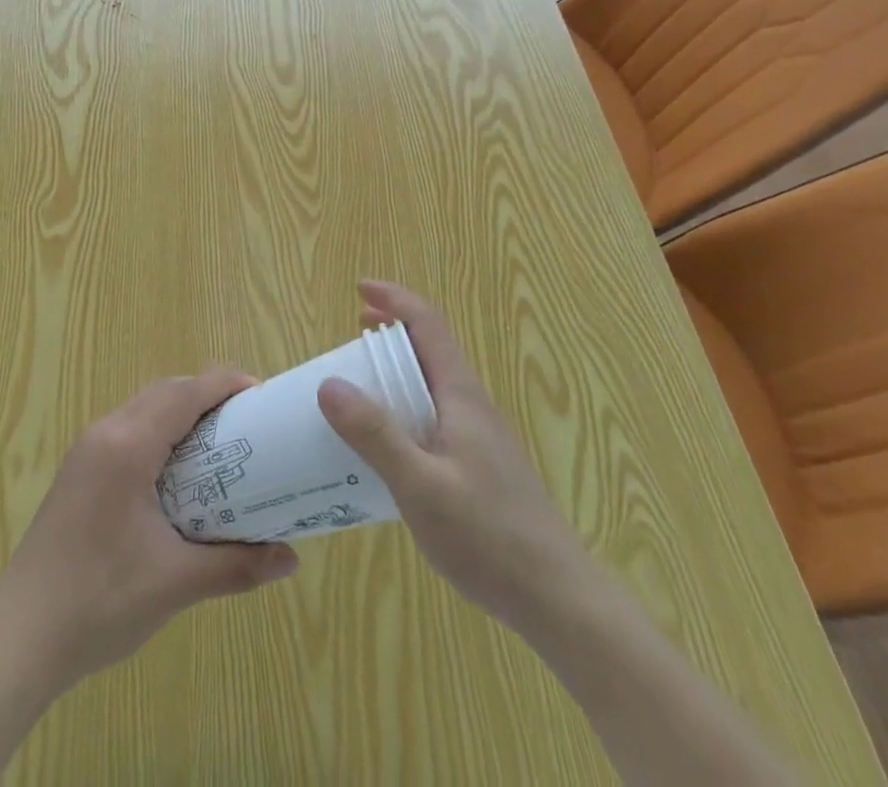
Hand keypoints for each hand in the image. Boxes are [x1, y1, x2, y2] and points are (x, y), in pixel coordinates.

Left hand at [0, 370, 299, 695]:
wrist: (18, 640)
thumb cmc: (99, 604)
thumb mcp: (175, 583)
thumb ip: (236, 565)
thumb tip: (291, 559)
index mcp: (128, 446)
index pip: (186, 394)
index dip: (227, 385)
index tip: (263, 395)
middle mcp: (105, 433)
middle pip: (165, 391)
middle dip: (208, 395)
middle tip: (248, 421)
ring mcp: (86, 451)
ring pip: (144, 407)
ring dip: (181, 412)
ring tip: (220, 443)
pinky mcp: (77, 472)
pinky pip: (128, 429)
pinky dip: (159, 431)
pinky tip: (177, 472)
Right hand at [317, 282, 589, 634]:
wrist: (558, 598)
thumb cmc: (489, 536)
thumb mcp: (420, 485)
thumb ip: (376, 435)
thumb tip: (329, 383)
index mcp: (462, 396)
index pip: (428, 325)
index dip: (395, 299)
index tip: (360, 289)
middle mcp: (473, 406)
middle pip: (431, 350)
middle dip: (391, 332)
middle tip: (351, 338)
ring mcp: (480, 438)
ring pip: (434, 385)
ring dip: (398, 372)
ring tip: (360, 388)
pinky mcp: (481, 467)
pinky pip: (436, 417)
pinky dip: (406, 408)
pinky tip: (388, 446)